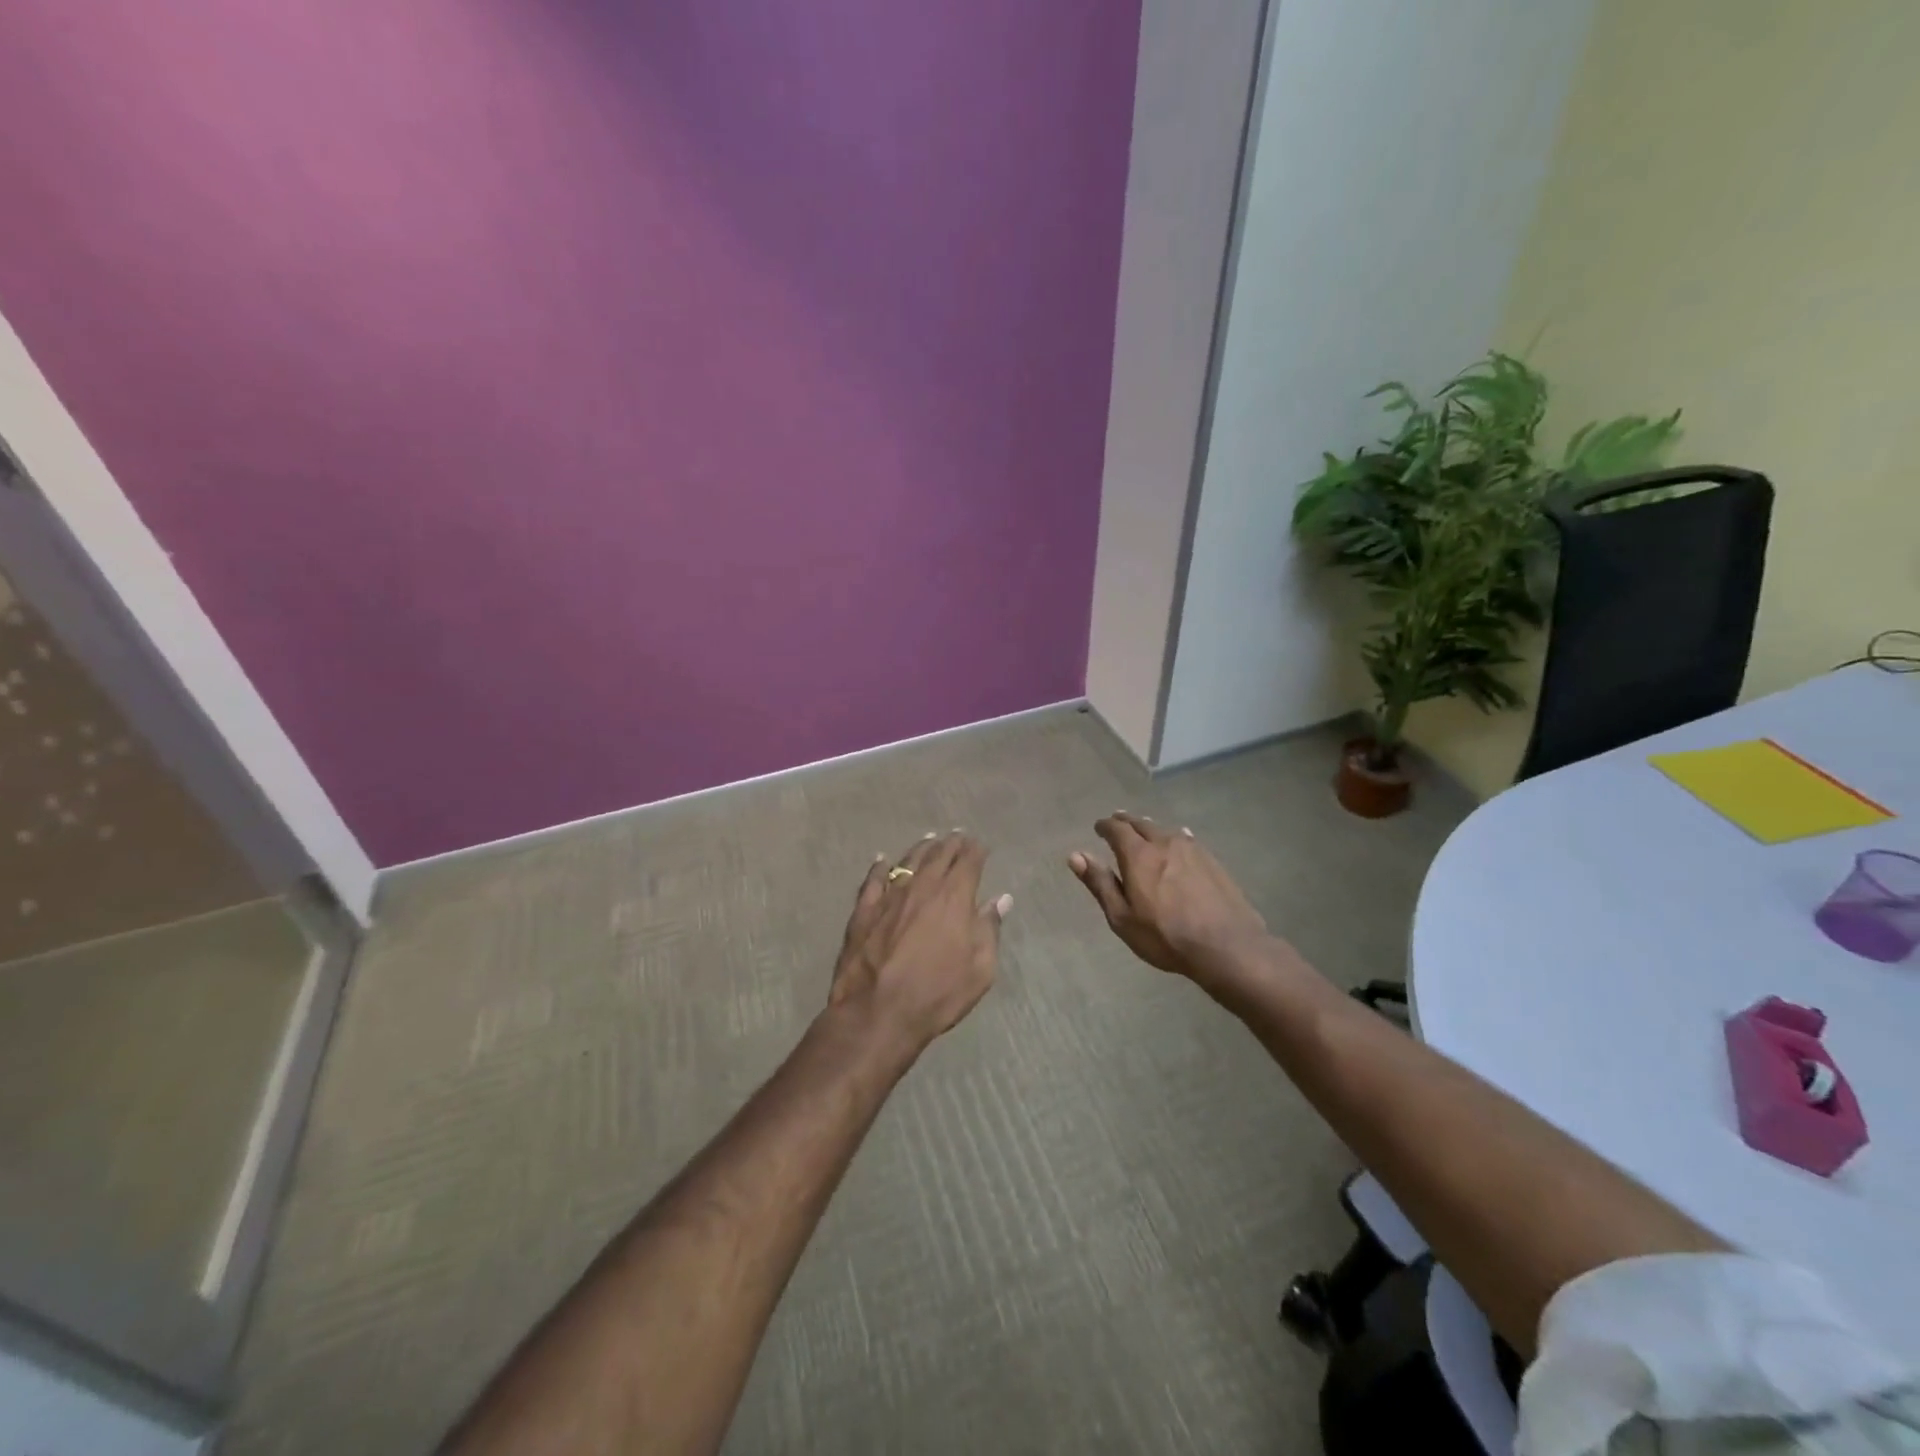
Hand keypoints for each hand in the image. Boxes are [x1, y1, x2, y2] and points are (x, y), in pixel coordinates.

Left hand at [829, 831, 1009, 1057]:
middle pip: (939, 855)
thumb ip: (989, 929)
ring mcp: (890, 896)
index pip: (969, 861)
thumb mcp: (980, 969)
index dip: (976, 850)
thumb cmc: (937, 993)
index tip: (980, 846)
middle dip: (951, 843)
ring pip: (908, 861)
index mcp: (954, 897)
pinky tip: (882, 860)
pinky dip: (880, 866)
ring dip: (922, 848)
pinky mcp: (864, 910)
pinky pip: (873, 879)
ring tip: (930, 840)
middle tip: (958, 836)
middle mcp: (922, 886)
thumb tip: (1001, 899)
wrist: (877, 1012)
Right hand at [1070, 812, 1269, 988]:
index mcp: (1138, 855)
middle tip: (1117, 823)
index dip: (1105, 826)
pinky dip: (1174, 837)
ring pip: (1165, 830)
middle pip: (1141, 824)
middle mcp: (1164, 843)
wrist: (1226, 946)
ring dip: (1150, 828)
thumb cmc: (1166, 936)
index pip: (1117, 829)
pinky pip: (1186, 839)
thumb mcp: (1122, 917)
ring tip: (1143, 830)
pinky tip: (1178, 840)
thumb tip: (1075, 855)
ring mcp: (1192, 849)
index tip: (1098, 828)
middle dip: (1126, 822)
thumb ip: (1100, 883)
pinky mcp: (1212, 860)